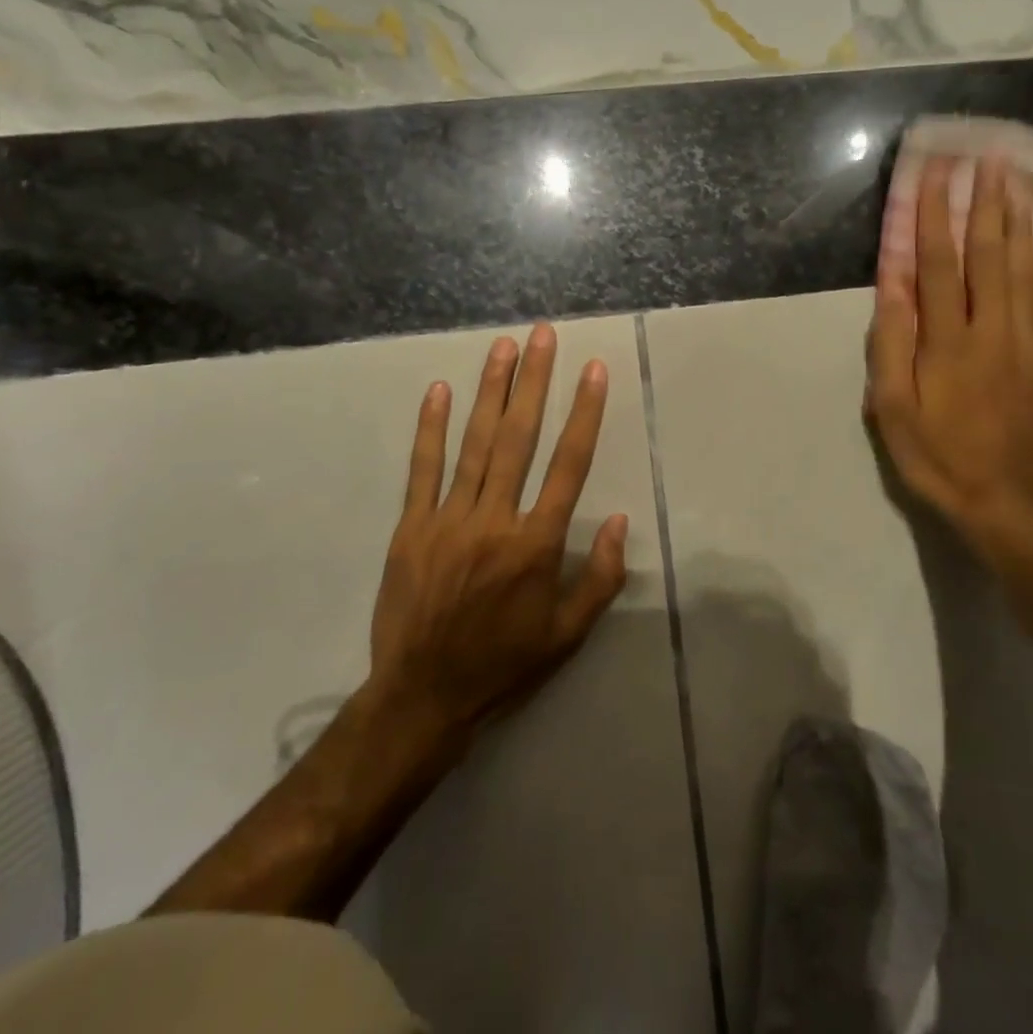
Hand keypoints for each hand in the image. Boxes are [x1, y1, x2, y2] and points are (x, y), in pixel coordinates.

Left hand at [368, 323, 628, 742]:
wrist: (422, 698)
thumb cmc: (503, 665)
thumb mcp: (567, 635)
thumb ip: (600, 578)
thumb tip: (621, 521)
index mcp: (537, 544)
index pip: (569, 465)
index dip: (584, 413)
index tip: (593, 370)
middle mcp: (495, 520)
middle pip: (520, 438)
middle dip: (534, 382)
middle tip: (543, 335)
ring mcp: (448, 520)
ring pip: (475, 443)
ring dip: (490, 391)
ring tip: (503, 347)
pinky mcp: (411, 527)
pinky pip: (422, 469)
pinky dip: (431, 429)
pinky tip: (439, 391)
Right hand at [867, 155, 1032, 546]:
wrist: (1008, 503)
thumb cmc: (936, 456)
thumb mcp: (892, 407)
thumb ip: (891, 342)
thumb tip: (892, 283)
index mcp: (948, 342)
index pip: (940, 264)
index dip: (935, 215)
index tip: (936, 172)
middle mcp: (993, 330)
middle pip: (990, 255)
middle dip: (986, 202)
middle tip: (989, 156)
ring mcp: (1029, 343)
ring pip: (1025, 269)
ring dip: (1019, 220)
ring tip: (1018, 180)